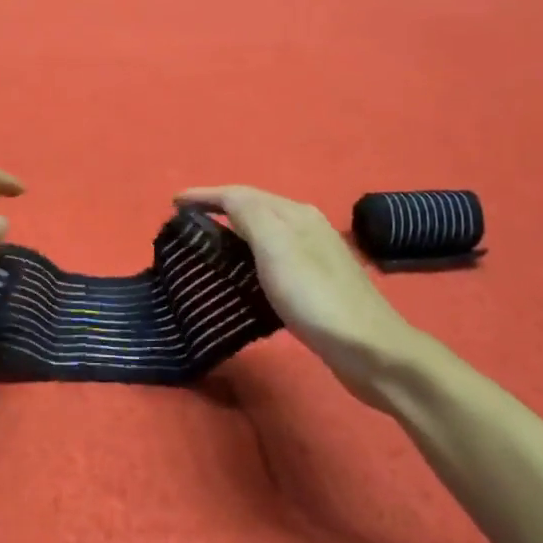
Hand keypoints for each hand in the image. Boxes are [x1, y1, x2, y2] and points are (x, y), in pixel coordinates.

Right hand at [177, 185, 431, 402]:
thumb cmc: (314, 297)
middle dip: (218, 208)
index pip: (240, 193)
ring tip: (207, 244)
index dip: (205, 194)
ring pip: (264, 230)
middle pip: (253, 206)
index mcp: (294, 213)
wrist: (369, 349)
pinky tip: (243, 273)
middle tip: (186, 223)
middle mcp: (306, 225)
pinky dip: (249, 254)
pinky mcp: (318, 282)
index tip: (173, 202)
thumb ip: (249, 214)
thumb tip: (225, 198)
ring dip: (234, 230)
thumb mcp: (275, 246)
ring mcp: (315, 253)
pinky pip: (273, 254)